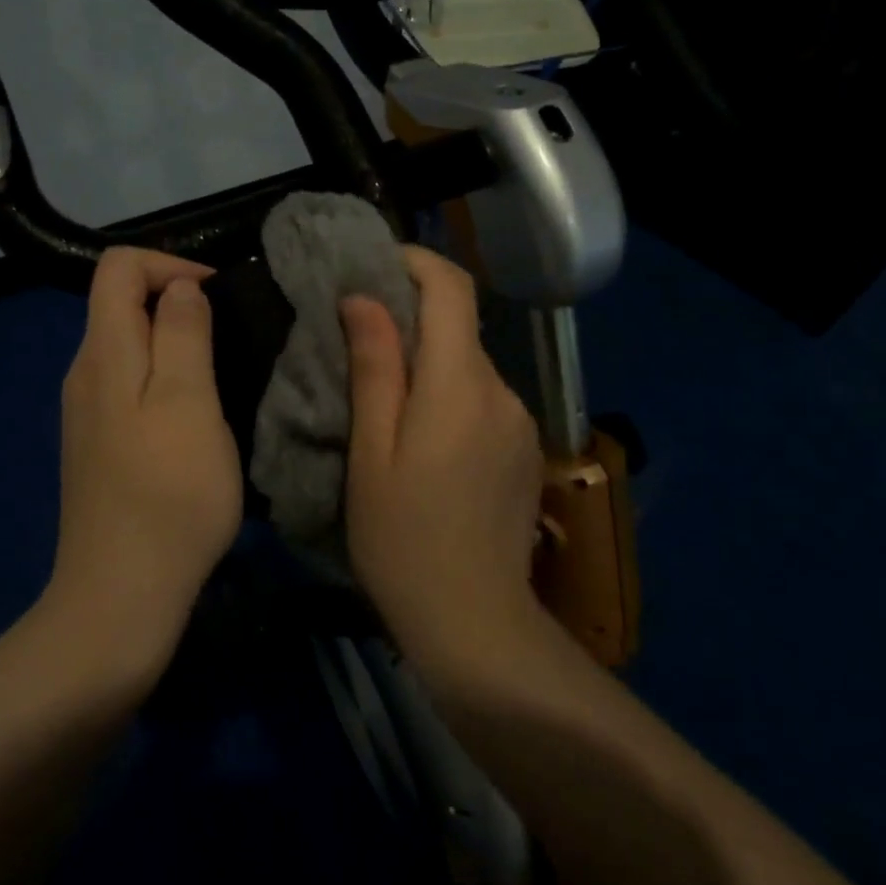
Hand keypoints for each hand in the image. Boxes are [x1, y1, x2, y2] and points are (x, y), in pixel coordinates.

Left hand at [50, 248, 242, 664]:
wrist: (121, 596)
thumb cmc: (167, 493)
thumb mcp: (188, 402)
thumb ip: (182, 334)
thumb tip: (179, 287)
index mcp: (103, 352)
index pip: (118, 266)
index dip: (169, 264)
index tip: (217, 296)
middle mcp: (84, 373)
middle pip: (121, 303)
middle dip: (177, 302)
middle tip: (231, 338)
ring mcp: (88, 412)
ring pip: (130, 347)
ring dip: (176, 343)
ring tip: (223, 374)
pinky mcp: (99, 445)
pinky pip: (131, 385)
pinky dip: (166, 379)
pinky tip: (197, 417)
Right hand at [341, 246, 548, 670]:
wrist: (475, 623)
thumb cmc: (403, 540)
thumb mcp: (371, 453)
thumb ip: (375, 369)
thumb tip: (365, 299)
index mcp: (460, 385)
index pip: (452, 289)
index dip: (416, 262)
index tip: (375, 265)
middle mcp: (501, 391)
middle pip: (460, 327)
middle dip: (412, 318)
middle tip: (360, 341)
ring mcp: (520, 422)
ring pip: (470, 365)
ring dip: (430, 363)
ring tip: (386, 399)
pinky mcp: (525, 449)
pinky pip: (483, 399)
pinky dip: (450, 394)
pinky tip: (424, 438)